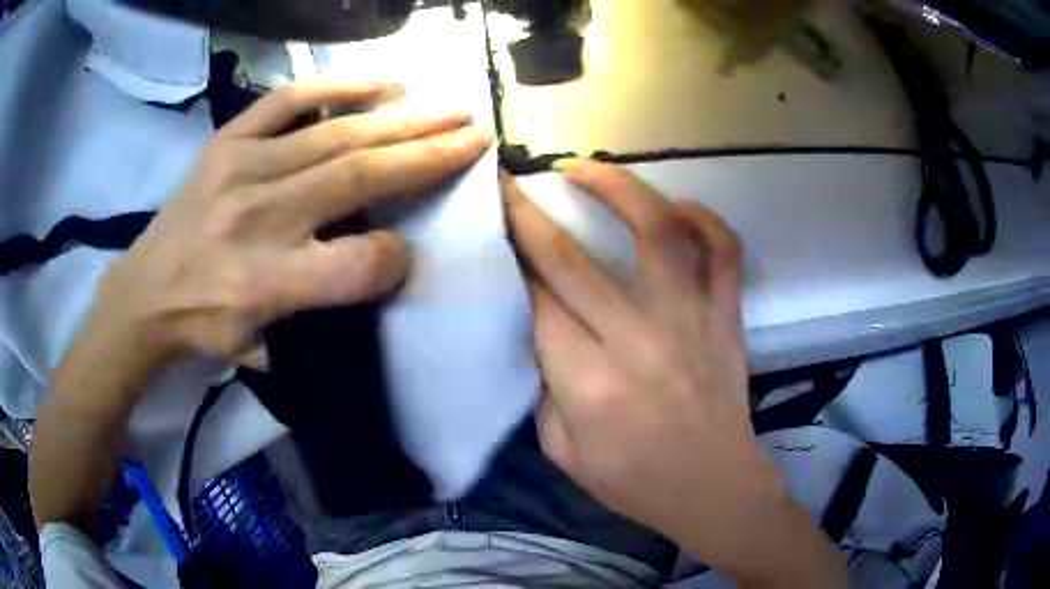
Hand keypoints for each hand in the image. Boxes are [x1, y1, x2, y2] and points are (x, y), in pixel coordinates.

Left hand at [30, 82, 490, 529]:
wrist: (143, 293)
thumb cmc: (203, 325)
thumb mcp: (260, 347)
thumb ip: (319, 312)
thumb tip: (377, 262)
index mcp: (265, 283)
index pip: (355, 266)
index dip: (396, 259)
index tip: (412, 251)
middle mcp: (257, 219)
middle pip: (357, 178)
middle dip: (427, 155)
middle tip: (476, 135)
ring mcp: (240, 169)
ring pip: (335, 136)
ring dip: (401, 119)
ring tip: (447, 109)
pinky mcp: (225, 142)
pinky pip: (287, 102)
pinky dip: (336, 86)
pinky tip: (380, 82)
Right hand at [504, 160, 843, 585]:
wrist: (715, 489)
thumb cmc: (635, 482)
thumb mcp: (563, 452)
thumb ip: (545, 389)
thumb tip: (543, 332)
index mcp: (590, 386)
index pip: (539, 303)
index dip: (512, 259)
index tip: (494, 228)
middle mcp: (640, 342)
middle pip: (574, 261)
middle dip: (529, 214)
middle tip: (509, 183)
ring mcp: (693, 322)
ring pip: (659, 234)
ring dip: (617, 189)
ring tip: (585, 168)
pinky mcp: (729, 318)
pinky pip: (726, 254)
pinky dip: (705, 220)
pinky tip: (677, 207)